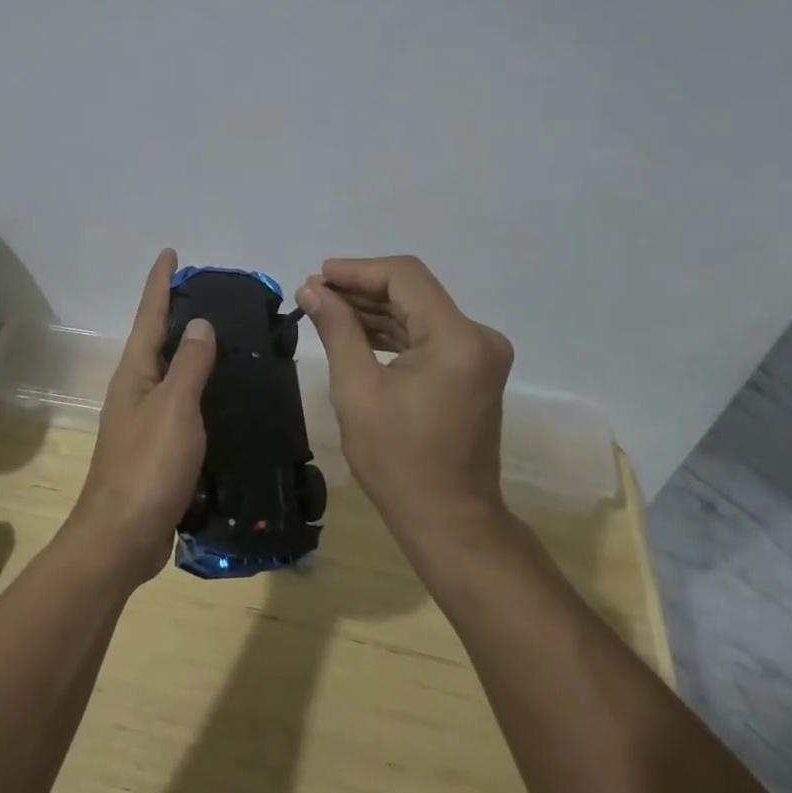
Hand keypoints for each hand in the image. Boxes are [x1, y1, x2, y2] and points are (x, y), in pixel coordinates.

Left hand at [66, 249, 215, 586]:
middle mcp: (136, 390)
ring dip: (192, 352)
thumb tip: (199, 323)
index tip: (170, 252)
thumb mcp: (174, 407)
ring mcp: (145, 421)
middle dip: (177, 313)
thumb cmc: (147, 466)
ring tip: (225, 337)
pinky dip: (201, 390)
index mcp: (136, 373)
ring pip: (172, 373)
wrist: (122, 537)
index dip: (160, 282)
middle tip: (210, 292)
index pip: (150, 315)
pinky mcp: (159, 448)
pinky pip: (183, 405)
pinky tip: (224, 396)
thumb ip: (190, 364)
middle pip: (158, 340)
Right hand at [298, 256, 512, 529]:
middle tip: (314, 295)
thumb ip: (337, 330)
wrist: (449, 521)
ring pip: (419, 311)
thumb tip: (312, 289)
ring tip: (326, 310)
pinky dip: (393, 331)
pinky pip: (428, 335)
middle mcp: (478, 337)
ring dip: (375, 310)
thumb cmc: (398, 461)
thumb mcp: (357, 390)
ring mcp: (479, 353)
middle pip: (413, 291)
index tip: (318, 277)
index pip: (405, 277)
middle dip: (362, 290)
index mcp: (457, 339)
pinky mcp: (473, 369)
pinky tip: (355, 332)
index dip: (357, 271)